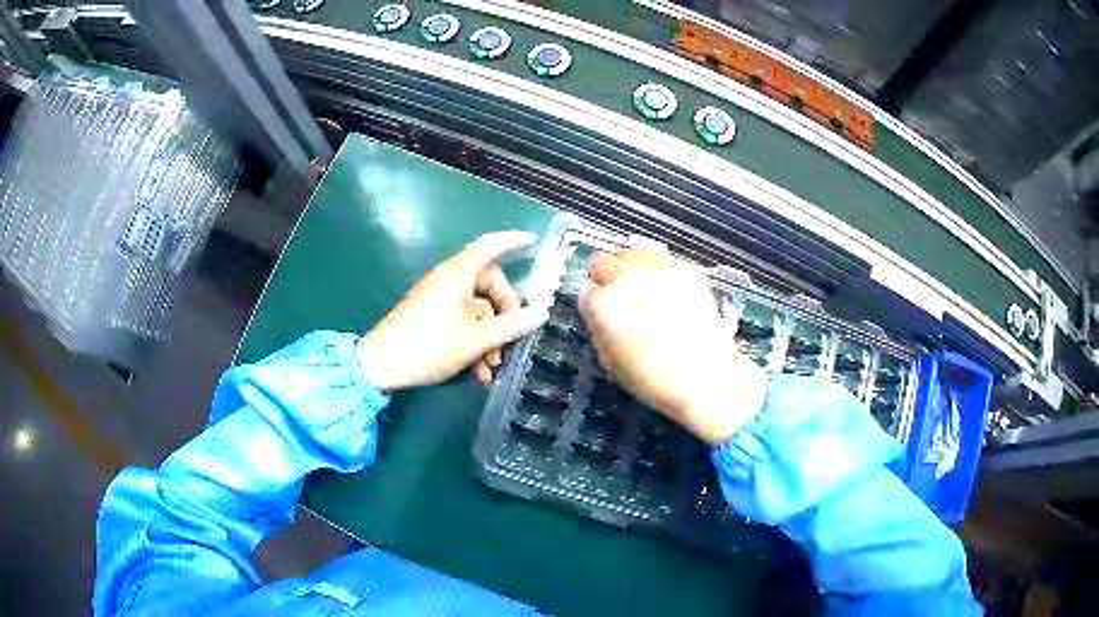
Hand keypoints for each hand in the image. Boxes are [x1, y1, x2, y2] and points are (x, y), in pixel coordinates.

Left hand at [356, 231, 548, 390]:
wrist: (381, 365)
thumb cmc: (430, 346)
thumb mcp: (477, 340)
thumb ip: (511, 326)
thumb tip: (541, 312)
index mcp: (458, 275)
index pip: (490, 245)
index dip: (512, 241)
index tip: (533, 242)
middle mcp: (449, 281)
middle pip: (488, 285)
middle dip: (504, 314)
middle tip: (510, 339)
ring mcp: (438, 299)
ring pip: (476, 310)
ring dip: (489, 337)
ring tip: (491, 367)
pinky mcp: (430, 316)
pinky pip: (461, 322)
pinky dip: (473, 342)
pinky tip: (477, 372)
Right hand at [579, 248, 767, 444]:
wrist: (703, 376)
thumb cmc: (652, 378)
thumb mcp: (610, 361)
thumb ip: (599, 329)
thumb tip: (599, 313)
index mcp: (603, 303)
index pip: (585, 292)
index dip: (594, 306)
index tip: (603, 316)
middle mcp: (626, 277)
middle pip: (602, 261)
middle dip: (607, 279)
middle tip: (621, 299)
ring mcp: (658, 267)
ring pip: (632, 251)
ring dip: (632, 268)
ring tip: (644, 290)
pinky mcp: (685, 267)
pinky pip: (662, 259)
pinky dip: (660, 271)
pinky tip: (668, 292)